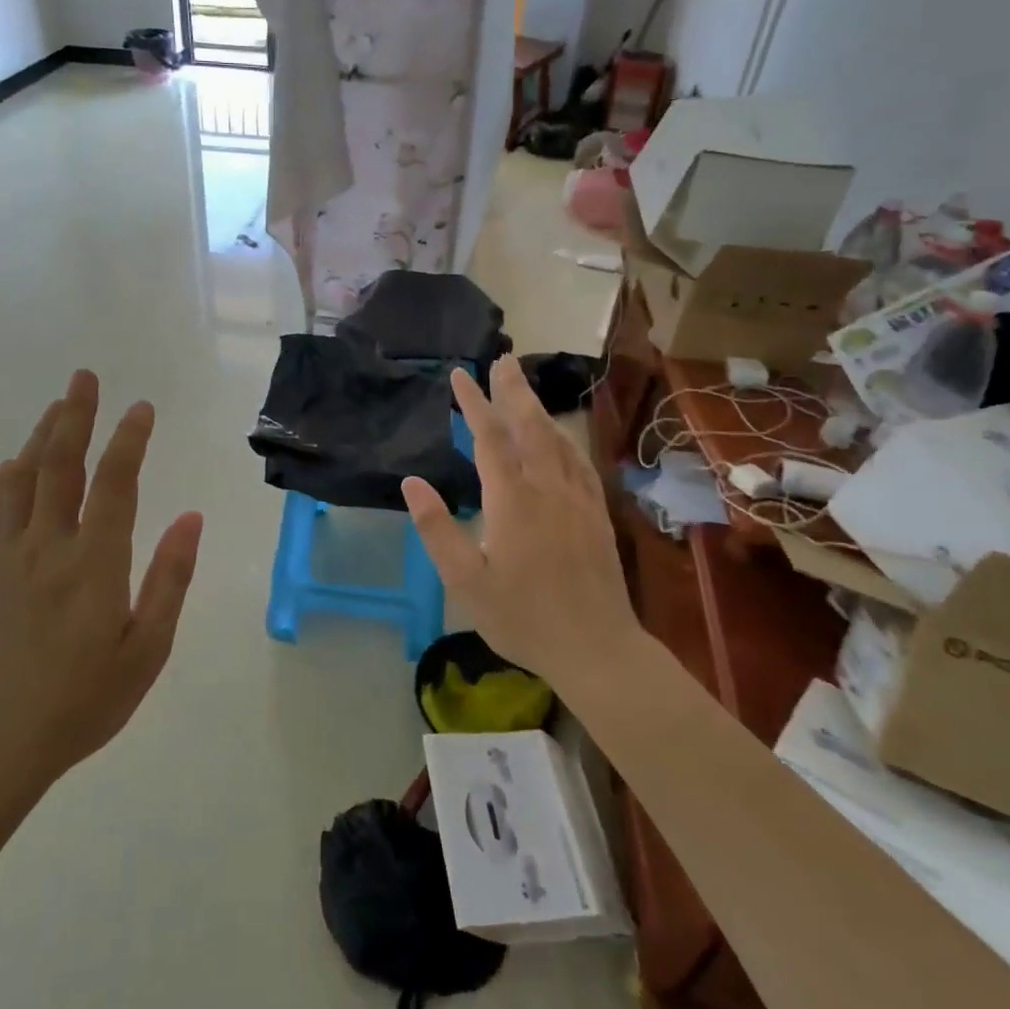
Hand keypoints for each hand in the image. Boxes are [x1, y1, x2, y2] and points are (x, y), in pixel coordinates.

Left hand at [0, 370, 203, 795]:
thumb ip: (170, 578)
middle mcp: (48, 546)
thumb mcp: (147, 648)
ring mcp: (8, 556)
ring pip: (23, 479)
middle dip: (75, 415)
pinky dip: (3, 479)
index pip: (115, 482)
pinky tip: (12, 465)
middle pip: (61, 464)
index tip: (141, 408)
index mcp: (95, 562)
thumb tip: (190, 518)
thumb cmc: (83, 700)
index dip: (129, 439)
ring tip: (57, 406)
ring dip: (41, 436)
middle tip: (84, 376)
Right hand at [402, 356, 641, 688]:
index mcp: (512, 500)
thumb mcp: (466, 582)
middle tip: (502, 360)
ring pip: (556, 439)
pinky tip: (560, 436)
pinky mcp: (596, 514)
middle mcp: (547, 488)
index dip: (473, 403)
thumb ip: (438, 529)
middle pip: (529, 426)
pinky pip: (578, 462)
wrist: (597, 648)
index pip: (489, 437)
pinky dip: (564, 438)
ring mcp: (577, 499)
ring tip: (524, 386)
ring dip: (538, 408)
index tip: (459, 375)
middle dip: (512, 390)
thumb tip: (412, 482)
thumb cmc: (523, 618)